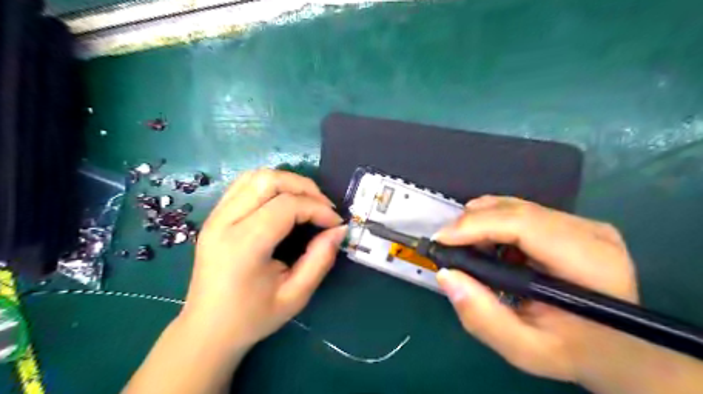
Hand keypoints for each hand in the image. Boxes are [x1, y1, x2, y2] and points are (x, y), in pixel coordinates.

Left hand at [181, 167, 344, 352]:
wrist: (207, 329)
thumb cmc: (252, 318)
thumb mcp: (295, 296)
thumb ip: (320, 259)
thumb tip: (339, 230)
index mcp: (243, 245)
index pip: (286, 206)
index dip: (318, 209)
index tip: (335, 223)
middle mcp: (224, 223)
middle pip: (269, 181)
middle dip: (304, 187)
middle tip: (324, 207)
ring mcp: (215, 216)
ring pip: (256, 176)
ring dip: (288, 182)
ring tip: (307, 202)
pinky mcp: (214, 216)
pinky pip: (244, 184)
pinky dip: (270, 185)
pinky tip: (284, 201)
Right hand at [435, 197, 638, 384]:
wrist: (621, 348)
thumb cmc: (576, 353)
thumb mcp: (525, 350)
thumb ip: (483, 318)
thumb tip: (445, 275)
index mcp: (590, 264)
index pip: (524, 225)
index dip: (477, 226)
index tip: (442, 240)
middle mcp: (591, 233)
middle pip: (517, 210)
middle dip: (472, 223)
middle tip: (446, 244)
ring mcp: (584, 224)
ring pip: (517, 206)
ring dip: (481, 220)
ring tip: (463, 244)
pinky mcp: (574, 223)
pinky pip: (523, 210)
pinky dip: (495, 221)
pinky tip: (486, 242)